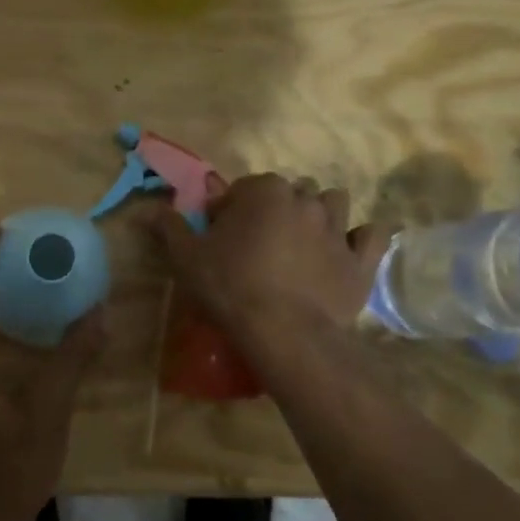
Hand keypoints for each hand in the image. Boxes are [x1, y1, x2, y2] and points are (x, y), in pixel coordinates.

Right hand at [153, 173, 390, 333]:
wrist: (284, 333)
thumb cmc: (230, 287)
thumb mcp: (187, 257)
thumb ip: (169, 227)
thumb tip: (147, 211)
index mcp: (265, 191)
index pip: (244, 188)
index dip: (230, 210)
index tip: (221, 235)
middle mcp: (305, 200)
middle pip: (291, 192)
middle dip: (276, 208)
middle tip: (260, 242)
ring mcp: (338, 229)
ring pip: (334, 203)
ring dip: (319, 215)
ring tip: (302, 243)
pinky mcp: (361, 260)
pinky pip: (372, 236)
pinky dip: (362, 239)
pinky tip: (349, 250)